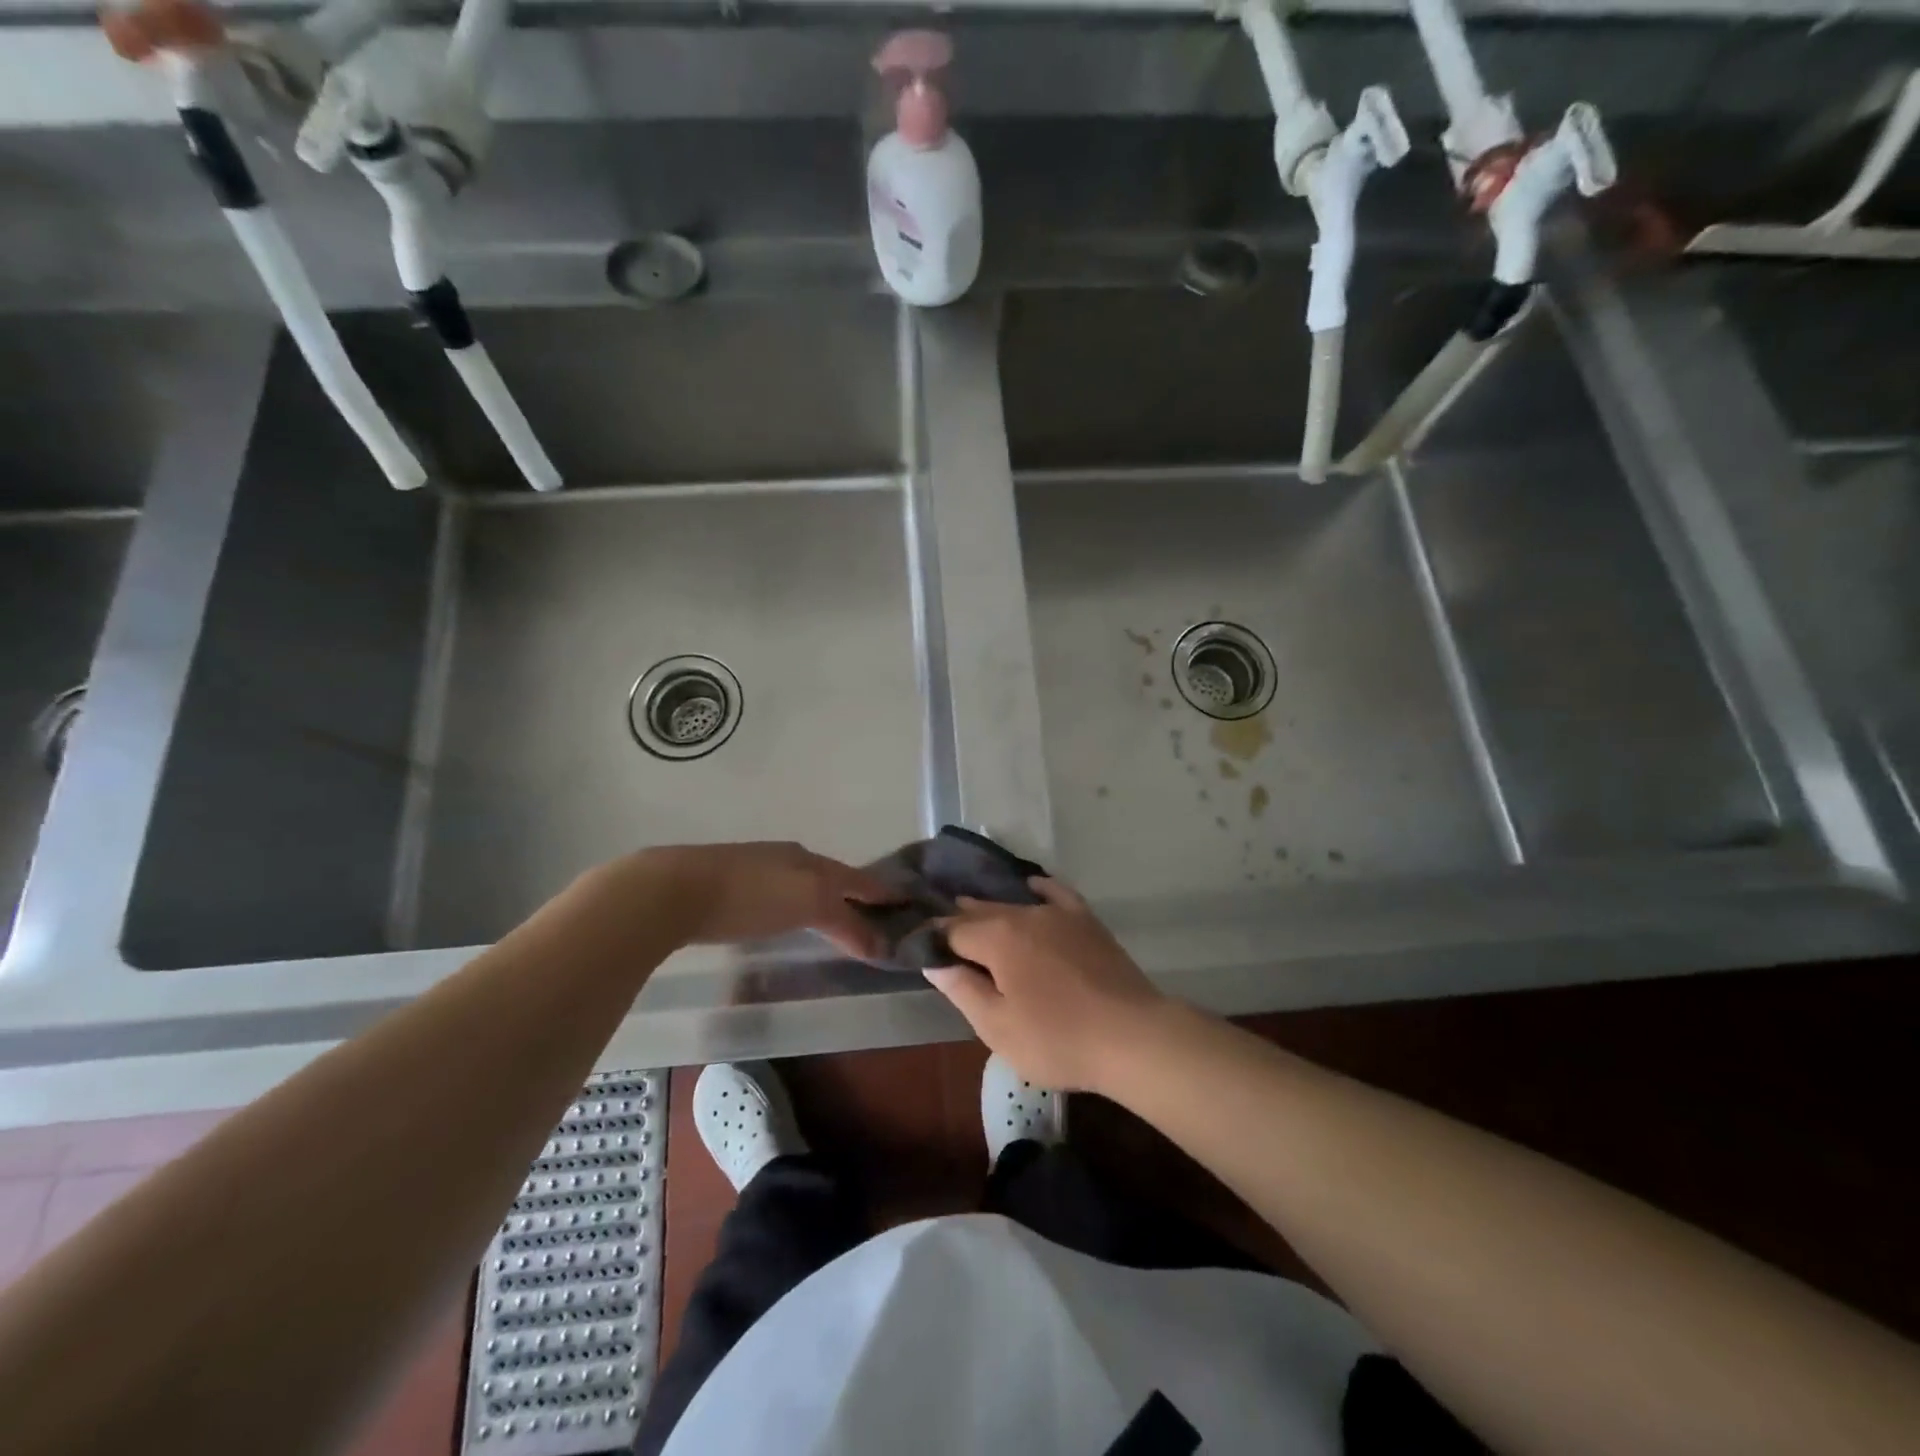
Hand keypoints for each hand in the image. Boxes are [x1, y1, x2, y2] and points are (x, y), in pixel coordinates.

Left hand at [625, 842, 894, 958]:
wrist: (674, 889)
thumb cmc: (749, 897)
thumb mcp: (807, 905)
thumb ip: (846, 924)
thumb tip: (881, 945)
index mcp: (812, 860)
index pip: (859, 878)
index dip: (884, 892)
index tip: (909, 904)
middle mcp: (790, 858)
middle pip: (834, 877)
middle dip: (857, 894)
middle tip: (879, 916)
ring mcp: (758, 868)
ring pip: (804, 883)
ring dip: (826, 900)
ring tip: (838, 921)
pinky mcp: (730, 885)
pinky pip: (778, 894)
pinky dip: (796, 906)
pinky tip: (787, 917)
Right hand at [926, 879, 1168, 1092]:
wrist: (1132, 1036)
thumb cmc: (1057, 1039)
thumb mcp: (997, 1027)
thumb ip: (963, 989)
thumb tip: (934, 961)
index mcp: (997, 937)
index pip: (952, 930)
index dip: (934, 939)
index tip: (919, 947)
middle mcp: (1024, 913)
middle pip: (981, 912)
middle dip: (958, 920)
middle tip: (940, 932)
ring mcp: (1059, 914)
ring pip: (1014, 903)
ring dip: (990, 907)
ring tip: (972, 908)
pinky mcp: (1086, 921)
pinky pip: (1056, 893)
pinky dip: (1038, 889)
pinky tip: (1031, 886)